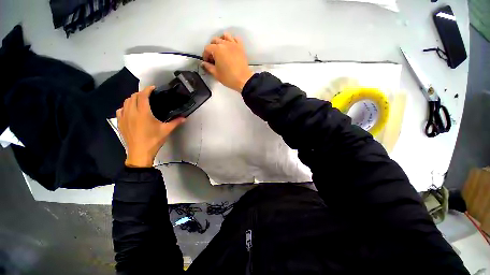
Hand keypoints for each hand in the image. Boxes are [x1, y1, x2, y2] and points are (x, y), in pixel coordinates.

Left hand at [116, 86, 185, 167]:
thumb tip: (185, 117)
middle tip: (149, 96)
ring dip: (132, 99)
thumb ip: (176, 122)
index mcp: (143, 113)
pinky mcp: (120, 123)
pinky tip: (131, 111)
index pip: (142, 96)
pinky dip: (126, 107)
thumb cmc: (154, 140)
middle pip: (132, 97)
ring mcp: (124, 117)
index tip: (153, 88)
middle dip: (140, 93)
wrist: (140, 152)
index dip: (147, 90)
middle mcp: (132, 112)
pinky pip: (121, 110)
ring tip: (140, 102)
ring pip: (125, 102)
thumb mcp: (166, 130)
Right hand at [202, 32, 253, 91]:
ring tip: (221, 50)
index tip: (207, 62)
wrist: (243, 80)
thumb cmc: (229, 78)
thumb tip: (203, 63)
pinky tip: (231, 47)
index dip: (205, 55)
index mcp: (217, 50)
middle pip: (215, 40)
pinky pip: (236, 38)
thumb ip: (208, 67)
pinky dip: (232, 40)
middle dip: (212, 48)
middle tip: (213, 58)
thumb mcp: (216, 74)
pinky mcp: (241, 47)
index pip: (207, 48)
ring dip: (221, 41)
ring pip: (225, 36)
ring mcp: (234, 44)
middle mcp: (225, 44)